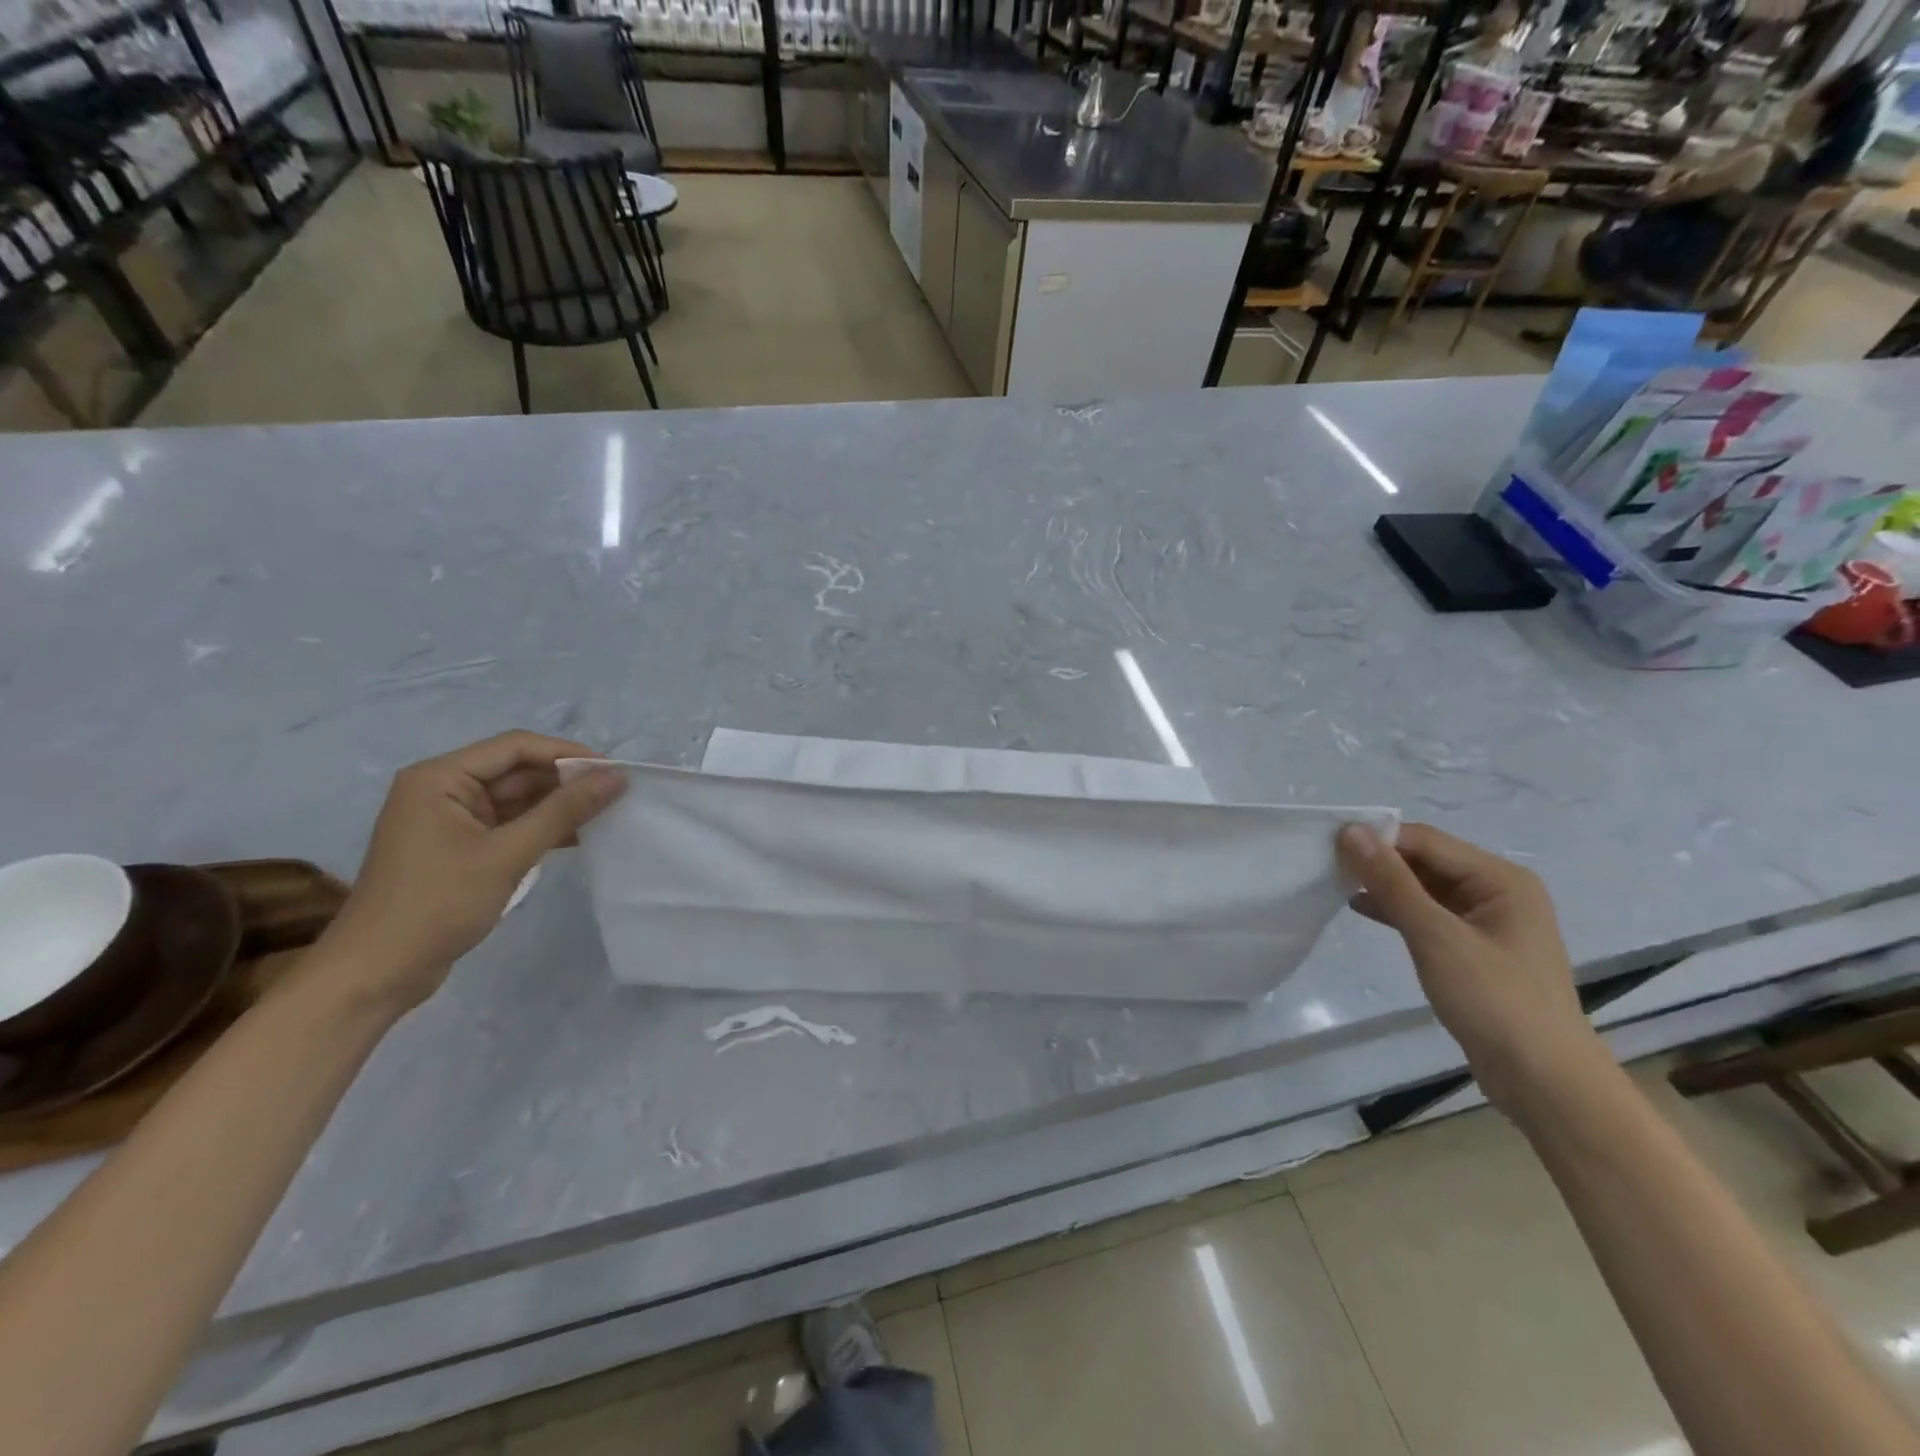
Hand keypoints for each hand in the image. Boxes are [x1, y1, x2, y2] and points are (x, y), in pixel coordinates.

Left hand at [316, 732, 626, 1013]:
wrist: (377, 973)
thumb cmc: (437, 904)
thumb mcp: (508, 854)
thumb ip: (564, 811)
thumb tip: (617, 777)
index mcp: (440, 778)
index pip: (516, 747)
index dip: (567, 754)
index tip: (614, 771)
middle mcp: (443, 790)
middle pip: (517, 771)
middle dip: (566, 782)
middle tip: (617, 795)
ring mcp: (451, 821)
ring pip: (517, 800)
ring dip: (558, 806)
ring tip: (606, 815)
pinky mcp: (460, 848)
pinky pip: (509, 825)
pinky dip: (542, 829)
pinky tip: (579, 837)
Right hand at [1337, 822, 1607, 1114]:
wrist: (1543, 1081)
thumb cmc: (1494, 1001)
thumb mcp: (1436, 937)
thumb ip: (1392, 882)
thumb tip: (1351, 832)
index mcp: (1501, 880)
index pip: (1426, 841)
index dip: (1379, 839)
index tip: (1329, 845)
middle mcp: (1499, 892)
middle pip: (1427, 861)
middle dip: (1380, 862)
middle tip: (1328, 865)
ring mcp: (1489, 922)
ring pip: (1426, 888)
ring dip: (1386, 886)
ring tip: (1337, 884)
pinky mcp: (1476, 949)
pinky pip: (1430, 915)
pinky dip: (1398, 911)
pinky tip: (1364, 909)